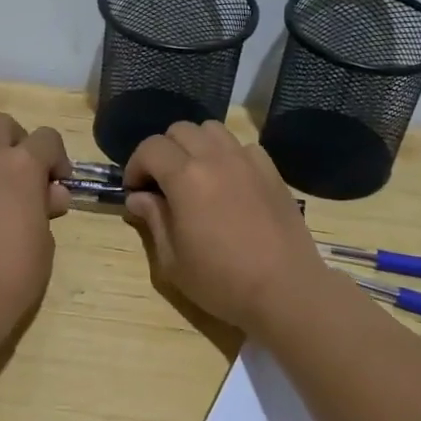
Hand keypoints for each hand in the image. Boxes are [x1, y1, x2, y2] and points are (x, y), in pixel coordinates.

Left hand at [0, 114, 71, 332]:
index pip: (46, 138)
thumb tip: (47, 195)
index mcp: (20, 165)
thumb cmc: (12, 273)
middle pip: (1, 125)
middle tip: (25, 177)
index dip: (57, 159)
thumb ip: (45, 208)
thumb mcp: (44, 241)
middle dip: (17, 143)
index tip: (59, 186)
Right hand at [123, 120, 326, 331]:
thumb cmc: (222, 281)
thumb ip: (153, 220)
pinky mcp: (271, 171)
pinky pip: (242, 146)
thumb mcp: (172, 260)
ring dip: (195, 146)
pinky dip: (227, 155)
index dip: (135, 166)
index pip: (150, 148)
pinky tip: (228, 183)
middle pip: (180, 130)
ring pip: (212, 130)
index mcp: (185, 177)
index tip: (135, 191)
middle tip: (161, 183)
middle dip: (163, 152)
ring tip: (194, 176)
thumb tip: (138, 198)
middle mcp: (216, 158)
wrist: (285, 290)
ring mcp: (247, 161)